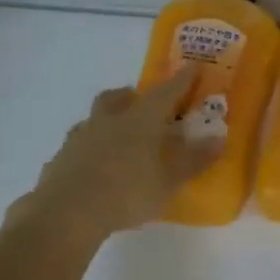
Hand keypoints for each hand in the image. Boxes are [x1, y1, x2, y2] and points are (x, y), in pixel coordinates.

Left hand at [10, 66, 220, 243]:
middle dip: (132, 94)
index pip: (166, 93)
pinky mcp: (61, 158)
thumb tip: (219, 138)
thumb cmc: (128, 193)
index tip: (193, 67)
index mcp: (140, 121)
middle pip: (118, 97)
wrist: (68, 212)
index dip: (182, 80)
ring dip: (108, 120)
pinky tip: (95, 165)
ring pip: (95, 118)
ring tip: (117, 136)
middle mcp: (108, 121)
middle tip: (142, 102)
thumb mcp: (169, 181)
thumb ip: (193, 160)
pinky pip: (79, 144)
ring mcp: (80, 137)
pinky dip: (90, 148)